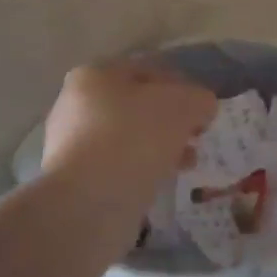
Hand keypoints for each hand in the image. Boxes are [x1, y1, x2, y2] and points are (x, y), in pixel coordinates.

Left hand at [40, 61, 215, 212]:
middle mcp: (77, 107)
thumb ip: (199, 99)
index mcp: (95, 76)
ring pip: (131, 138)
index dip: (183, 86)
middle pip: (138, 106)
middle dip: (172, 121)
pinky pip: (120, 167)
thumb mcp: (182, 106)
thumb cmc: (134, 138)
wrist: (88, 205)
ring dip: (161, 147)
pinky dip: (143, 171)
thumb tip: (203, 106)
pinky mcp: (77, 182)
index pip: (149, 71)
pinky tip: (163, 181)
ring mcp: (73, 146)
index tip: (203, 109)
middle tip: (196, 136)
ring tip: (187, 163)